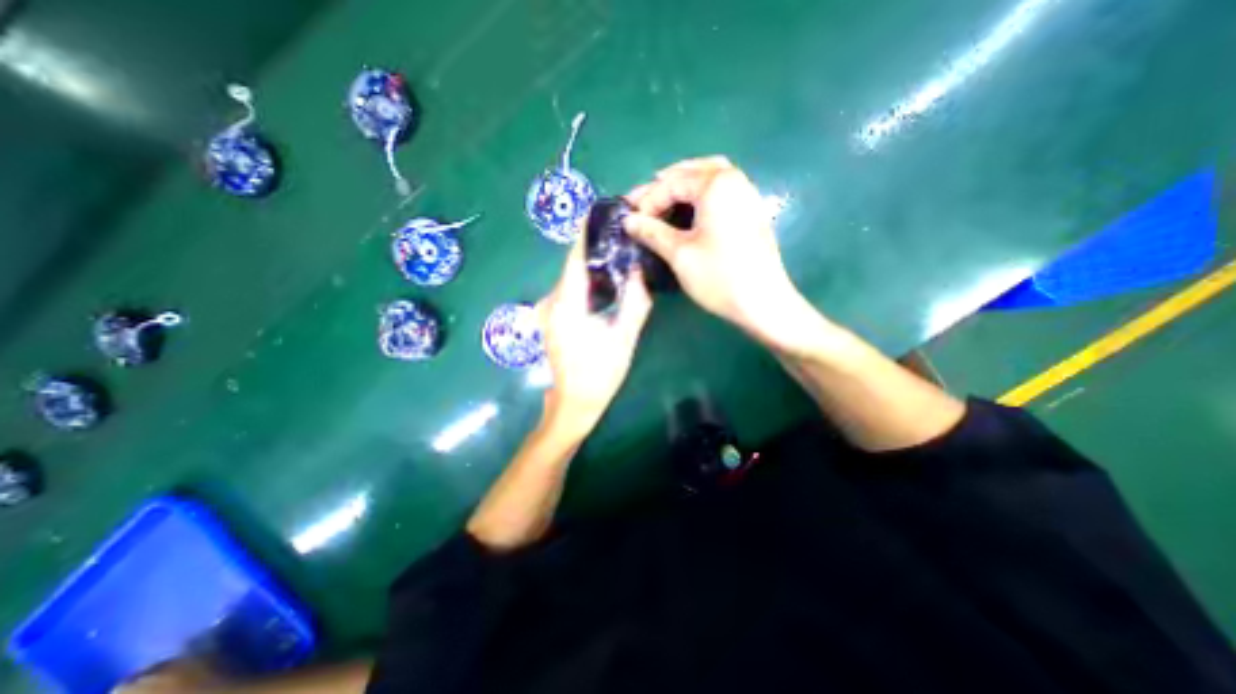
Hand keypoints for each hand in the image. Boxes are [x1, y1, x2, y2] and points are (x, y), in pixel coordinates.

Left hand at [543, 237, 655, 433]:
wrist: (575, 403)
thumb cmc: (600, 373)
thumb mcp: (624, 337)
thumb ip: (635, 302)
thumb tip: (641, 270)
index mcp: (566, 303)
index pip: (575, 256)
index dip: (587, 232)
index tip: (604, 211)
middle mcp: (552, 302)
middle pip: (573, 265)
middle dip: (595, 248)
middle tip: (622, 234)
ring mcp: (549, 311)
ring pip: (572, 279)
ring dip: (592, 266)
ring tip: (619, 254)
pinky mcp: (552, 319)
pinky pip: (570, 292)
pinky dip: (586, 282)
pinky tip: (605, 283)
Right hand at [630, 156, 801, 340]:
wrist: (763, 303)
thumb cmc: (719, 276)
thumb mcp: (679, 254)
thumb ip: (651, 232)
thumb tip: (629, 221)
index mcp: (716, 185)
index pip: (672, 182)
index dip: (648, 201)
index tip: (631, 221)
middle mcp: (734, 180)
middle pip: (692, 171)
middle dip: (663, 186)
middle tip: (641, 204)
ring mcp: (746, 195)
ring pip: (708, 178)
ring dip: (683, 186)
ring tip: (662, 202)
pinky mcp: (750, 212)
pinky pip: (720, 192)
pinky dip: (700, 195)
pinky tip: (689, 212)